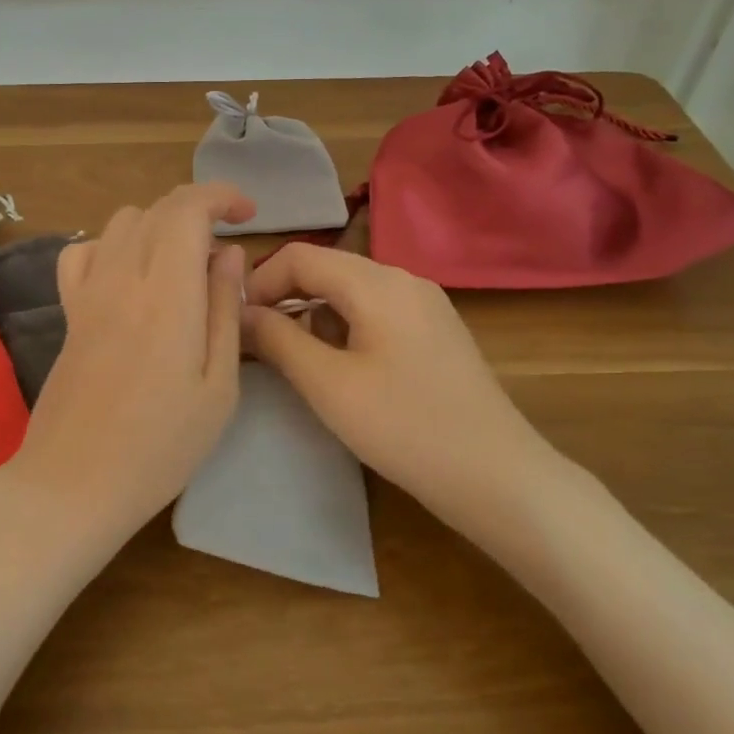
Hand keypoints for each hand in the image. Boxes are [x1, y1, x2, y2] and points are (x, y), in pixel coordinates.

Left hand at [0, 183, 252, 554]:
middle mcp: (122, 278)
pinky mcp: (68, 313)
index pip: (186, 208)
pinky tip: (129, 276)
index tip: (248, 214)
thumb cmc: (161, 446)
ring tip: (184, 265)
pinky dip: (112, 245)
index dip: (220, 195)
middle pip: (156, 209)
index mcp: (167, 294)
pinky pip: (83, 252)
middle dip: (198, 210)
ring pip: (121, 223)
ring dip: (159, 226)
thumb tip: (230, 254)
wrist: (74, 482)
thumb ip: (226, 310)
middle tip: (225, 252)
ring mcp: (88, 293)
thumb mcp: (218, 387)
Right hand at [241, 243, 557, 533]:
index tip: (236, 323)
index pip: (300, 256)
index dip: (259, 283)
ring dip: (313, 316)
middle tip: (257, 344)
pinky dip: (344, 329)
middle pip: (327, 270)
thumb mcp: (329, 385)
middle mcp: (404, 279)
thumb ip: (278, 340)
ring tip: (295, 362)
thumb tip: (242, 313)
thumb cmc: (405, 427)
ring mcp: (425, 305)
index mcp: (378, 282)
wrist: (497, 477)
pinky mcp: (435, 332)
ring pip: (350, 292)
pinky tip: (341, 369)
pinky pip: (376, 312)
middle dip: (285, 300)